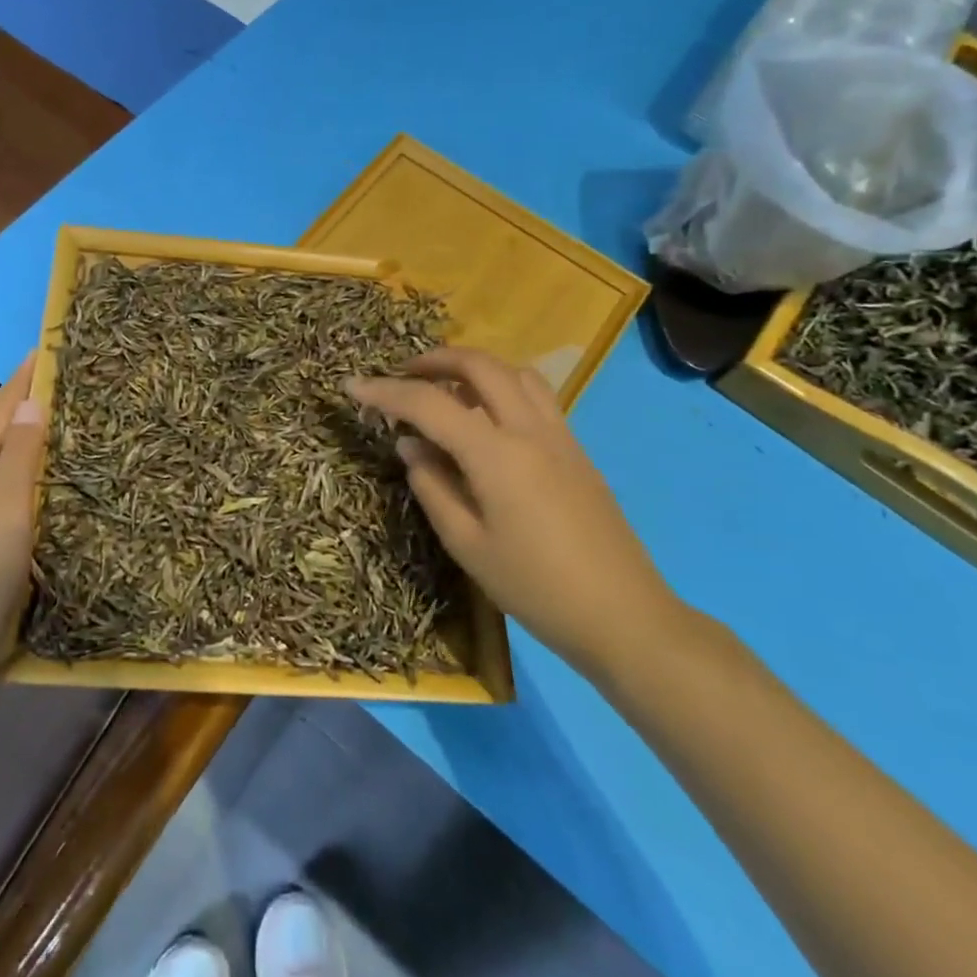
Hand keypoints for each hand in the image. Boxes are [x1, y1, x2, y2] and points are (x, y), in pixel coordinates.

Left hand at [0, 359, 44, 669]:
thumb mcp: (2, 511)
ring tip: (67, 417)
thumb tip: (31, 402)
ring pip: (2, 460)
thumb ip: (18, 456)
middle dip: (28, 402)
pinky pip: (6, 488)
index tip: (50, 347)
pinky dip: (29, 470)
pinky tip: (50, 474)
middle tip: (69, 380)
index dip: (23, 379)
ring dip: (30, 435)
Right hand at [347, 347, 684, 678]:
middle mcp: (530, 429)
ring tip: (445, 390)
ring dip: (473, 368)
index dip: (386, 392)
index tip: (352, 387)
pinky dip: (501, 386)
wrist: (624, 616)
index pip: (430, 404)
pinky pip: (535, 395)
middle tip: (402, 376)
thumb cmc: (536, 588)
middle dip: (434, 360)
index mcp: (497, 455)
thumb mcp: (468, 546)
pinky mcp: (575, 449)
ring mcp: (559, 435)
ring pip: (513, 372)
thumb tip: (410, 446)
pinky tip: (486, 418)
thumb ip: (433, 487)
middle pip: (480, 365)